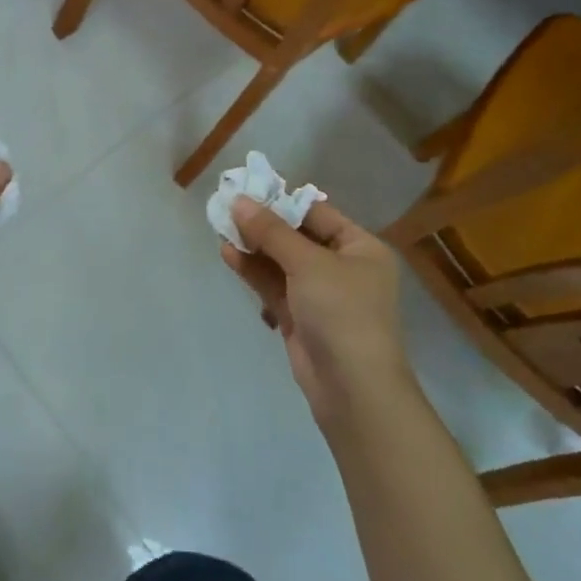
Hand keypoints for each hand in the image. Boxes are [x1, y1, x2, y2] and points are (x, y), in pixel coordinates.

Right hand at [221, 197, 408, 429]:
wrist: (354, 390)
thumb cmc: (342, 313)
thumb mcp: (308, 263)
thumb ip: (271, 231)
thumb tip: (239, 201)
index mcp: (360, 248)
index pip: (317, 213)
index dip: (282, 201)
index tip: (247, 189)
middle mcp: (343, 268)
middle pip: (296, 237)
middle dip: (262, 225)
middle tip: (226, 207)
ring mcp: (321, 295)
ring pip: (281, 262)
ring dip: (253, 247)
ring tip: (220, 228)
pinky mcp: (300, 318)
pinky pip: (274, 286)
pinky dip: (253, 271)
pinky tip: (228, 255)